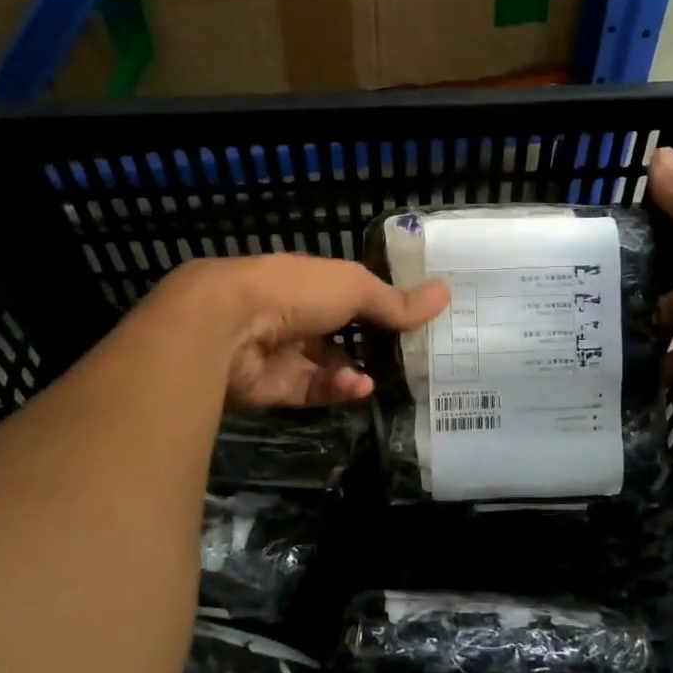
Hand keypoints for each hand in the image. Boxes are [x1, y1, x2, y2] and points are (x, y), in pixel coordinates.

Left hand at [154, 255, 447, 409]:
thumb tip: (446, 292)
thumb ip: (396, 300)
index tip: (415, 320)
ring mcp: (282, 351)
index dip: (382, 305)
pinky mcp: (273, 387)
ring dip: (356, 373)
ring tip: (380, 379)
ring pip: (329, 366)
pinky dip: (337, 390)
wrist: (225, 327)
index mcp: (310, 281)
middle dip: (372, 346)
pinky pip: (314, 390)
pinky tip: (359, 389)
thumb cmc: (294, 292)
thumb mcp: (355, 288)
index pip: (351, 293)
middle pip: (341, 333)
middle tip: (409, 360)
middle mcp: (295, 314)